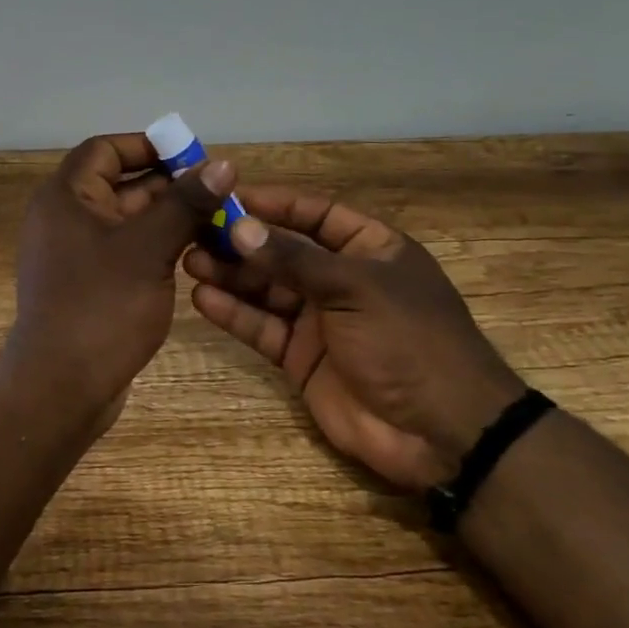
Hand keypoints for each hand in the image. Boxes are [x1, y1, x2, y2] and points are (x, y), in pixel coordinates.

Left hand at [5, 132, 236, 418]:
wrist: (61, 386)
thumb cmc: (101, 307)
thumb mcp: (148, 248)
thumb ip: (185, 203)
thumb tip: (224, 164)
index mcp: (65, 197)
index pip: (105, 149)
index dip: (147, 146)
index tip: (192, 155)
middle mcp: (64, 218)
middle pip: (119, 184)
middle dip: (168, 185)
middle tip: (217, 192)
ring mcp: (74, 254)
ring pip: (127, 221)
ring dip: (167, 218)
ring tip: (217, 220)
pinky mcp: (88, 285)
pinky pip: (125, 252)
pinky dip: (155, 247)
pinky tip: (193, 253)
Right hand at [183, 188, 524, 491]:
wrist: (439, 432)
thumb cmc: (409, 340)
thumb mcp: (356, 288)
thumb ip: (294, 259)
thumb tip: (239, 229)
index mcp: (370, 250)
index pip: (316, 214)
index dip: (275, 203)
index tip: (228, 195)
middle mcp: (342, 280)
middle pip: (283, 251)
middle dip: (241, 241)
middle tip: (194, 230)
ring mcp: (320, 320)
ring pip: (267, 289)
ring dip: (231, 275)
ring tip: (189, 260)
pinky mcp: (301, 357)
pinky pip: (263, 327)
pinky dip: (234, 314)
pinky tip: (202, 299)